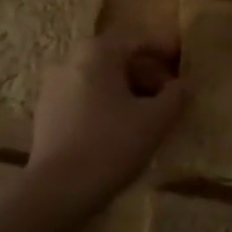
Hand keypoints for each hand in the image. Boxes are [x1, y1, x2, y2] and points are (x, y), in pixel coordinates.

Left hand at [25, 34, 184, 218]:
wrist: (56, 191)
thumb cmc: (110, 145)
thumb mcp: (155, 120)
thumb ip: (175, 96)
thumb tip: (183, 84)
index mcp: (97, 51)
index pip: (139, 41)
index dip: (166, 50)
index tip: (185, 60)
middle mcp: (71, 59)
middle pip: (118, 58)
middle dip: (147, 73)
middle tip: (170, 94)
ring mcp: (53, 85)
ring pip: (101, 79)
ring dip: (128, 90)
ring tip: (150, 114)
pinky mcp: (46, 112)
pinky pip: (84, 97)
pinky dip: (106, 104)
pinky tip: (121, 128)